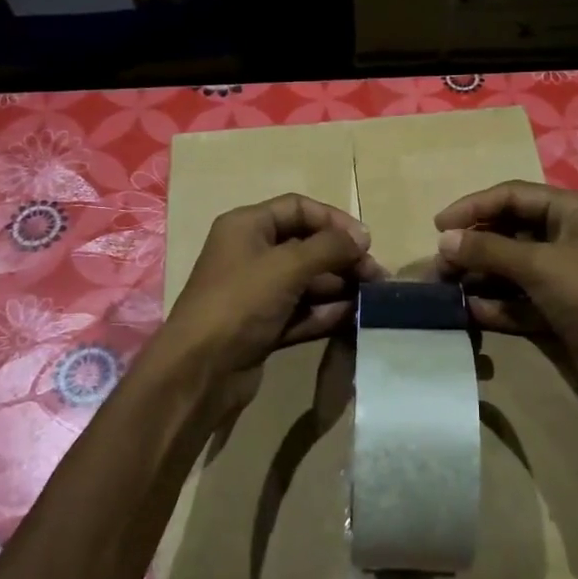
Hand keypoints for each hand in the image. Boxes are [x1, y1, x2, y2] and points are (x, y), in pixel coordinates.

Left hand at [159, 193, 384, 387]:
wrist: (201, 370)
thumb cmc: (240, 303)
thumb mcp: (287, 266)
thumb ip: (329, 247)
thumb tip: (361, 238)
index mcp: (246, 227)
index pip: (298, 208)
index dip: (334, 220)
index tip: (365, 242)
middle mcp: (251, 254)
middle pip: (307, 246)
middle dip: (342, 258)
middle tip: (376, 276)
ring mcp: (258, 293)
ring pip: (308, 282)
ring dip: (340, 287)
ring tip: (372, 298)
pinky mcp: (264, 326)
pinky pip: (303, 312)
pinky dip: (326, 313)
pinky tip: (353, 318)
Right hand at [435, 180, 577, 426]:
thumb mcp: (540, 265)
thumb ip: (489, 249)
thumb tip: (444, 239)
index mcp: (574, 212)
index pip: (513, 196)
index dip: (474, 207)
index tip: (438, 226)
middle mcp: (569, 238)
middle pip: (509, 232)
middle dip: (473, 246)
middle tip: (438, 265)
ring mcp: (564, 278)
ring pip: (510, 269)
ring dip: (478, 277)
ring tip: (443, 289)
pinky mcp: (559, 312)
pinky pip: (518, 301)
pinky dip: (495, 305)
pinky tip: (468, 312)